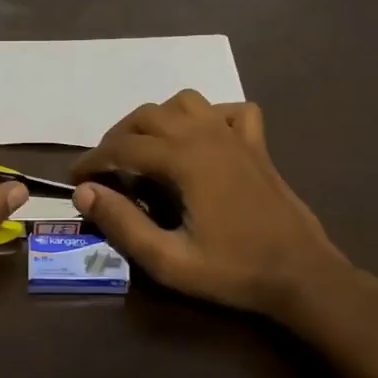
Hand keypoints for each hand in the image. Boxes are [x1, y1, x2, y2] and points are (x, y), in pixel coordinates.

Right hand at [71, 91, 365, 327]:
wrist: (302, 275)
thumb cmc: (234, 270)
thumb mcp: (169, 260)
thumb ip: (123, 224)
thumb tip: (85, 193)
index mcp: (184, 159)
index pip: (123, 147)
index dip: (92, 160)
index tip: (75, 179)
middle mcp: (207, 134)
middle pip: (148, 115)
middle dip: (118, 137)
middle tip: (105, 168)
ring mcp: (235, 135)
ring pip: (185, 102)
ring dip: (157, 119)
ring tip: (146, 149)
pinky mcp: (256, 145)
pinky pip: (229, 111)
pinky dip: (209, 116)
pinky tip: (202, 138)